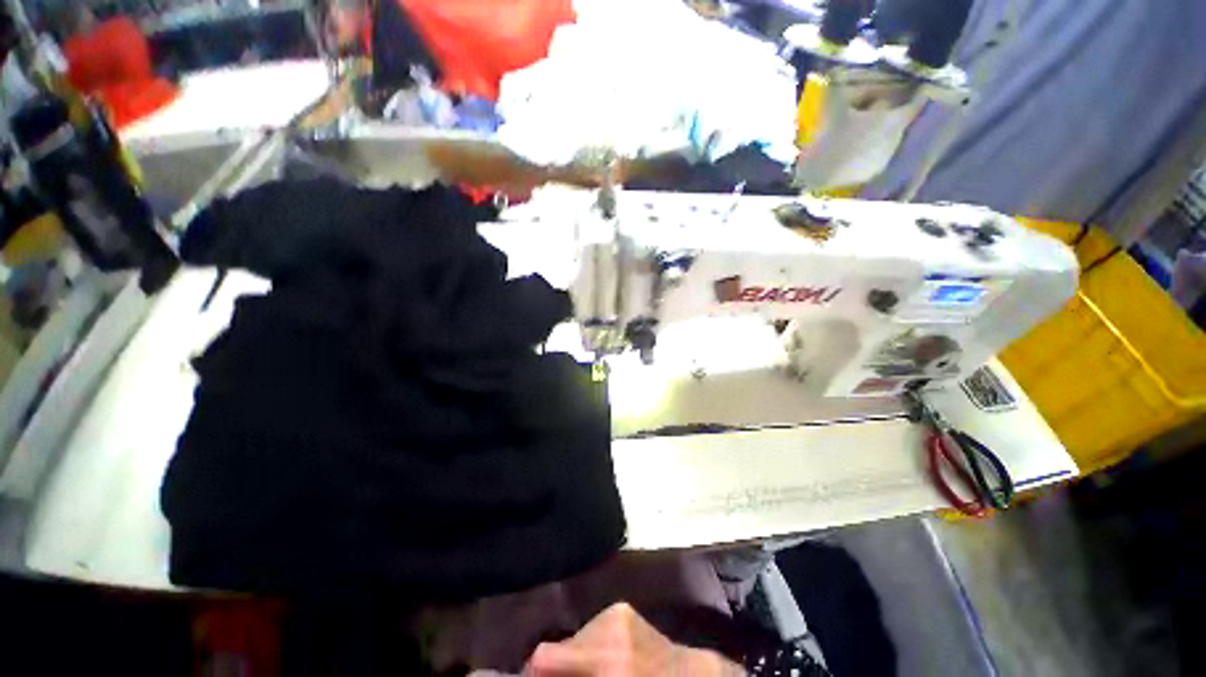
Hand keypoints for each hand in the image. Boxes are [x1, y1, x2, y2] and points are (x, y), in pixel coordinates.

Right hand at [523, 603, 742, 676]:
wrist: (689, 676)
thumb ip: (572, 676)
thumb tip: (539, 671)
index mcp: (605, 663)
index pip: (543, 659)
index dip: (529, 674)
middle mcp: (605, 632)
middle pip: (551, 651)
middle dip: (551, 672)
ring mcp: (612, 615)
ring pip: (570, 640)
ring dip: (571, 661)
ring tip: (586, 675)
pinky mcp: (619, 609)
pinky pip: (588, 631)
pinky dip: (586, 649)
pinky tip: (601, 662)